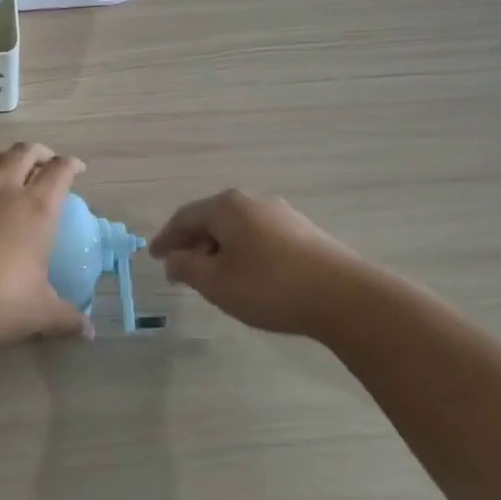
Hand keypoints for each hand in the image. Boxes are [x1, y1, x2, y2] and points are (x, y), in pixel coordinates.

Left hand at [0, 144, 92, 348]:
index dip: (70, 165)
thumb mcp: (42, 312)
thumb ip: (67, 317)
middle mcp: (3, 188)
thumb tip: (88, 332)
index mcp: (36, 208)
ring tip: (3, 168)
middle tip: (42, 163)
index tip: (76, 169)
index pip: (60, 171)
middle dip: (36, 153)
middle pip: (23, 152)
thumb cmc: (1, 302)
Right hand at [149, 189, 371, 336]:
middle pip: (210, 219)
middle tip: (180, 269)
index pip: (184, 218)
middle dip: (192, 243)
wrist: (346, 298)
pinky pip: (258, 236)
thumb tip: (173, 259)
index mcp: (226, 206)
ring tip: (213, 275)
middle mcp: (251, 201)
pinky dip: (243, 251)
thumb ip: (186, 268)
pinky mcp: (303, 231)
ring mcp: (281, 213)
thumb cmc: (270, 287)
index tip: (154, 257)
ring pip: (236, 228)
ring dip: (218, 249)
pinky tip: (247, 273)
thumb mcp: (217, 283)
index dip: (166, 239)